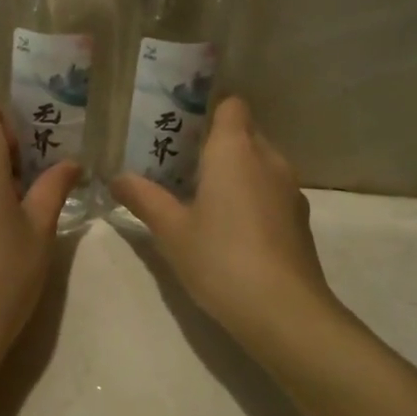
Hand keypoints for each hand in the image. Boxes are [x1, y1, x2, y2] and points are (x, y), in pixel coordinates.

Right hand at [109, 98, 338, 348]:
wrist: (284, 311)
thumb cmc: (220, 258)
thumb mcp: (171, 230)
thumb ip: (143, 198)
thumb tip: (117, 177)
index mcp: (235, 149)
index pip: (231, 104)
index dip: (208, 110)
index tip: (181, 129)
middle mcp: (268, 158)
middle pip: (244, 132)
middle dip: (216, 144)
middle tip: (180, 166)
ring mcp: (290, 189)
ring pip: (259, 163)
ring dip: (235, 172)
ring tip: (202, 198)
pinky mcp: (300, 219)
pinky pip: (271, 191)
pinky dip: (252, 197)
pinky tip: (231, 228)